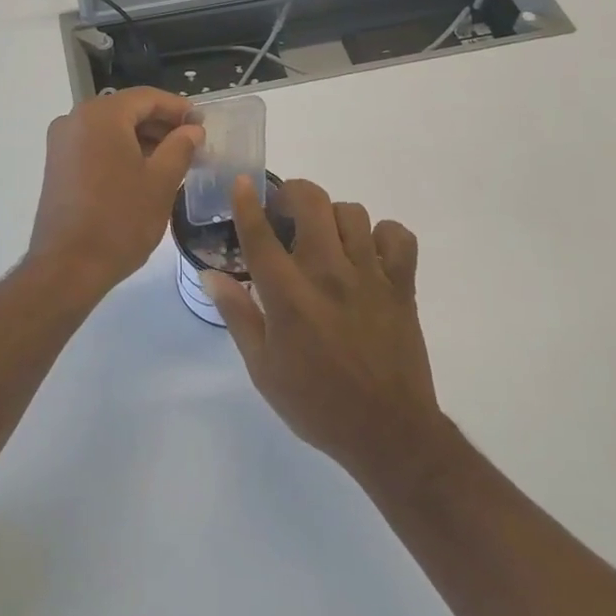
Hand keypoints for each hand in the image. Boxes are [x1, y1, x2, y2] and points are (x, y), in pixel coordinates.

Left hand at [28, 88, 203, 290]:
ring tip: (173, 160)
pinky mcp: (57, 164)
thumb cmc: (120, 220)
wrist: (67, 267)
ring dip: (142, 138)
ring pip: (111, 128)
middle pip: (127, 110)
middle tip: (192, 144)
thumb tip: (192, 130)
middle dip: (161, 124)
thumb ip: (180, 147)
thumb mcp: (161, 182)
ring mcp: (62, 142)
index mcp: (101, 115)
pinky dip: (121, 150)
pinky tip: (144, 172)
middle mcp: (75, 119)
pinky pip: (95, 145)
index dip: (178, 108)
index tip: (202, 125)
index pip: (147, 97)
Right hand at [205, 177, 442, 486]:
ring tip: (326, 238)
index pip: (261, 234)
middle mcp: (328, 273)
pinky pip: (398, 235)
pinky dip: (383, 235)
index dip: (247, 202)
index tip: (242, 182)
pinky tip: (369, 253)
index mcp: (289, 295)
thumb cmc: (316, 403)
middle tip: (286, 213)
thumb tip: (212, 274)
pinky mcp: (402, 285)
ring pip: (352, 212)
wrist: (387, 432)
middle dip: (293, 194)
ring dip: (333, 217)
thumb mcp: (263, 368)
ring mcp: (369, 275)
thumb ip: (238, 314)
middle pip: (311, 203)